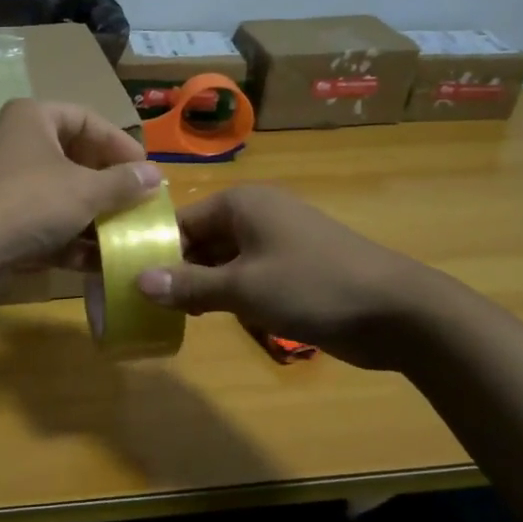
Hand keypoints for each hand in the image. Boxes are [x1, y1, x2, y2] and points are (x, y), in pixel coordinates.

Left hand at [0, 99, 162, 271]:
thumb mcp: (85, 190)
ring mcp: (10, 185)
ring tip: (128, 236)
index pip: (88, 119)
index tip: (147, 171)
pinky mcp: (4, 221)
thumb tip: (156, 175)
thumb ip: (123, 182)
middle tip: (139, 203)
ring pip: (63, 195)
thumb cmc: (29, 202)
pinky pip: (47, 223)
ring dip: (95, 217)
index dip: (121, 143)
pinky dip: (72, 240)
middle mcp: (20, 144)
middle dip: (110, 185)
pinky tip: (101, 262)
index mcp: (34, 118)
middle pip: (76, 158)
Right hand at [134, 185, 446, 369]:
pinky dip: (226, 294)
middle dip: (174, 270)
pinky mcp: (292, 268)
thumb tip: (136, 283)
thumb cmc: (312, 286)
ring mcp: (276, 242)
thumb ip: (187, 285)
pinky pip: (245, 276)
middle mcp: (256, 215)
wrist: (396, 311)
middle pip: (199, 240)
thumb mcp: (242, 288)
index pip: (180, 222)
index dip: (152, 250)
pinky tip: (208, 317)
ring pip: (221, 261)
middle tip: (144, 303)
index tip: (126, 281)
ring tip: (169, 314)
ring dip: (199, 286)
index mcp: (241, 204)